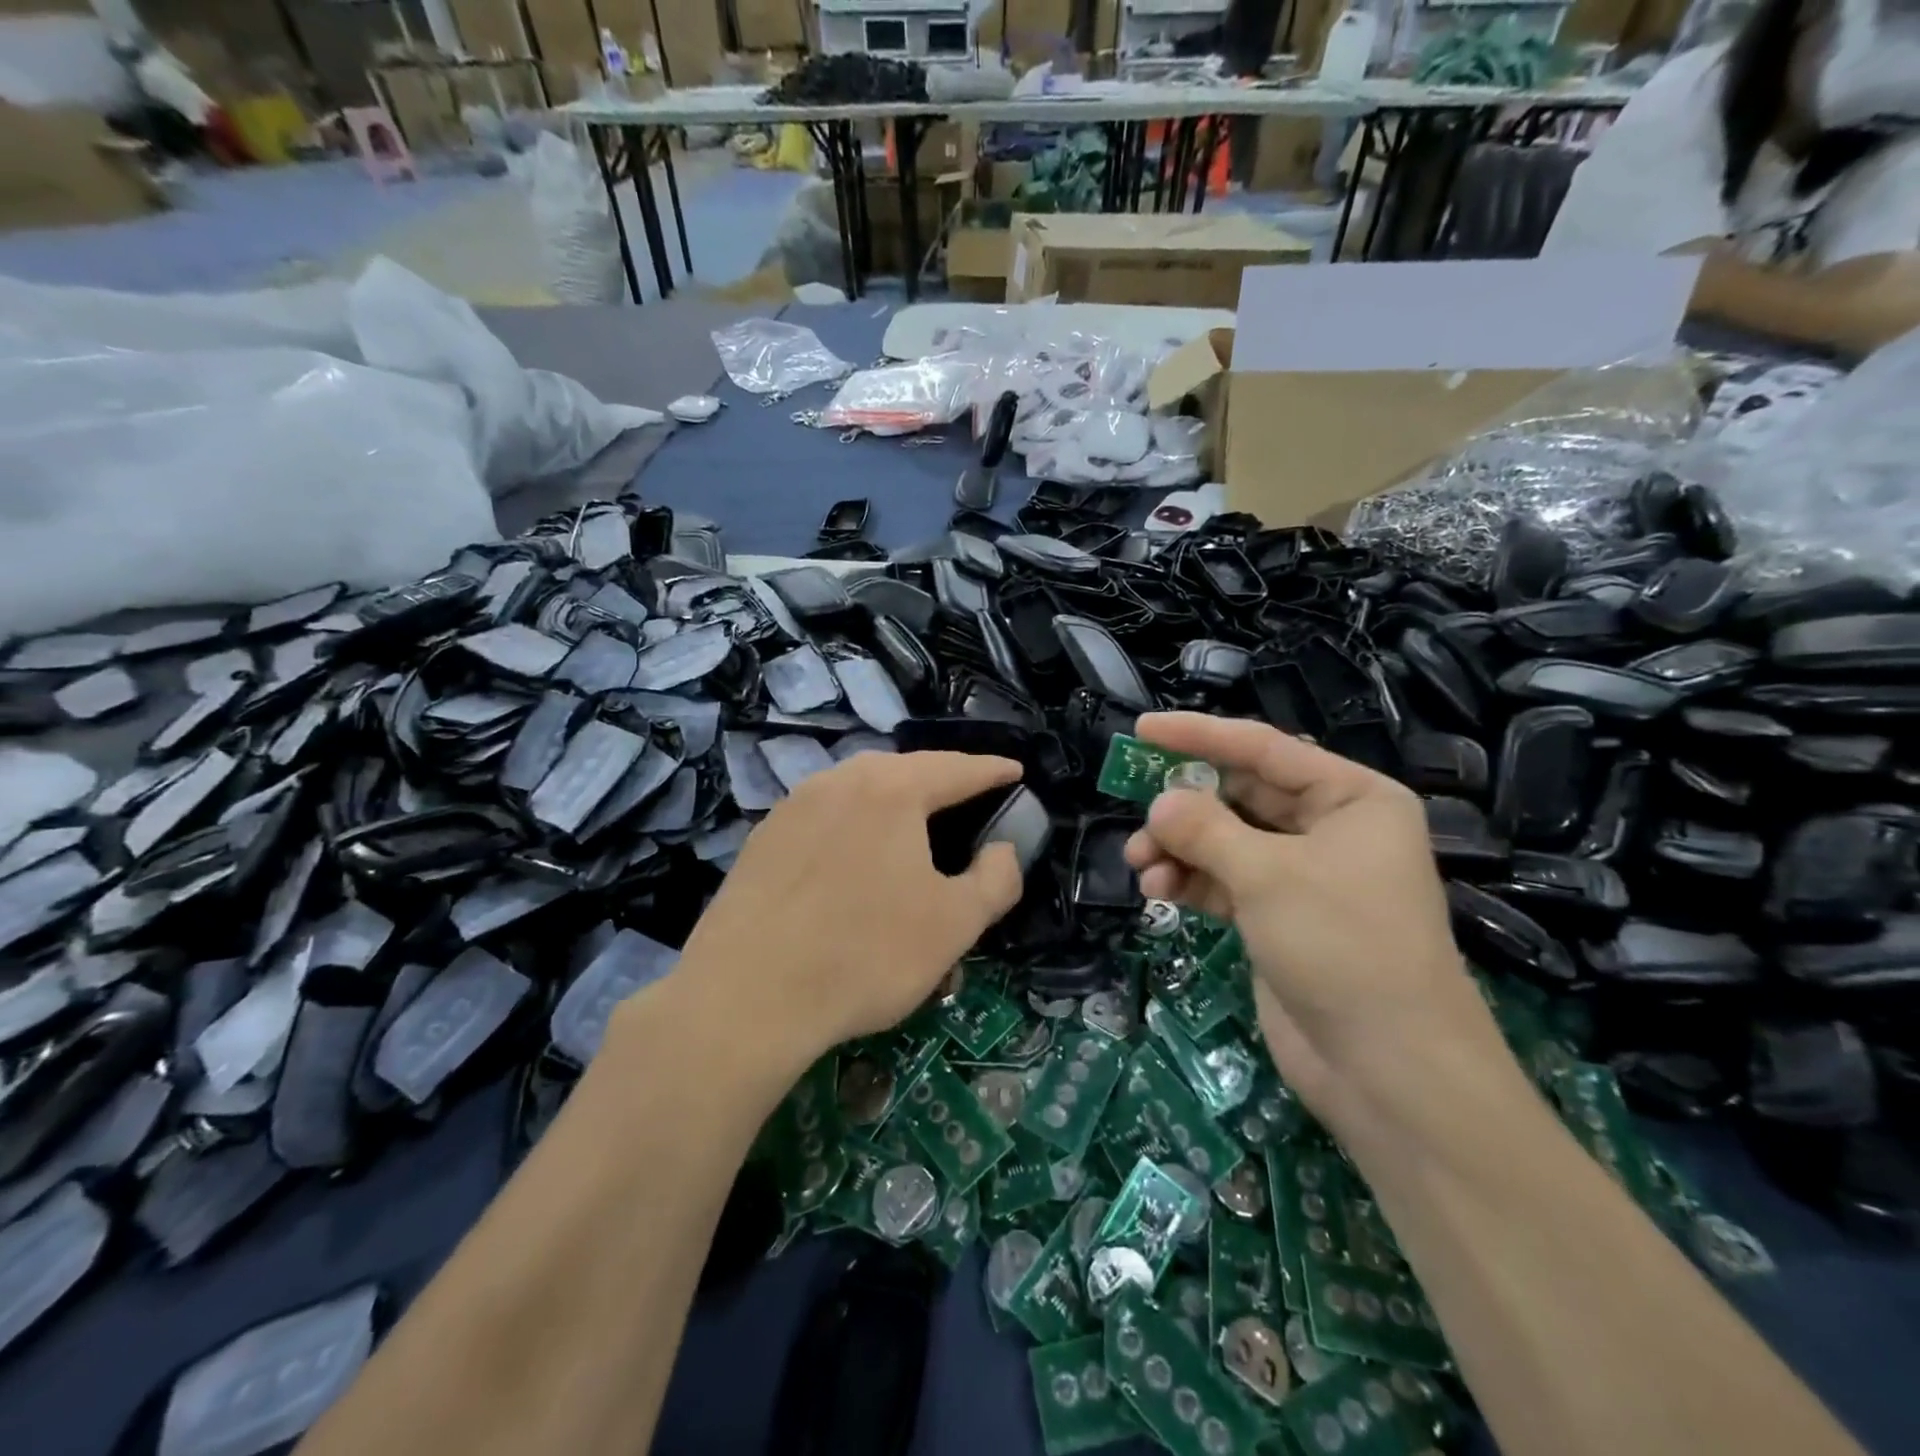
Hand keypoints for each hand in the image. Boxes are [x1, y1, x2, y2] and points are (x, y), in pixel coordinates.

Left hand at [671, 751, 1024, 1068]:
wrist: (746, 997)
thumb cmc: (865, 954)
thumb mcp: (954, 924)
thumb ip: (996, 879)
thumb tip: (1002, 849)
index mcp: (891, 789)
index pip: (957, 768)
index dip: (992, 770)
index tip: (1014, 771)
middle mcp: (839, 781)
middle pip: (903, 769)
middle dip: (940, 779)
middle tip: (967, 797)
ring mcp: (793, 806)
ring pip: (858, 788)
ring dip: (892, 799)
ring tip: (911, 823)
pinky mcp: (762, 838)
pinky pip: (823, 815)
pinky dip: (852, 823)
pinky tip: (852, 856)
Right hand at [1122, 713, 1518, 1139]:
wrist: (1388, 1069)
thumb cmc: (1342, 946)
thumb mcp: (1268, 876)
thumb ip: (1205, 829)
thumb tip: (1158, 802)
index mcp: (1351, 798)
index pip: (1263, 749)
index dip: (1199, 736)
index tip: (1141, 729)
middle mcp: (1329, 828)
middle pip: (1240, 794)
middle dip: (1184, 804)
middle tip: (1134, 808)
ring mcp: (1303, 875)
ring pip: (1226, 840)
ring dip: (1179, 847)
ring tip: (1139, 864)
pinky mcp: (1278, 917)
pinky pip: (1225, 881)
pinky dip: (1191, 881)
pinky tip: (1159, 891)